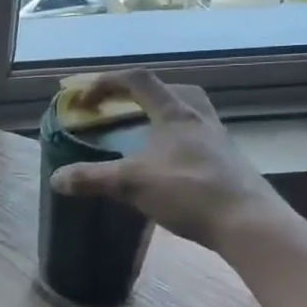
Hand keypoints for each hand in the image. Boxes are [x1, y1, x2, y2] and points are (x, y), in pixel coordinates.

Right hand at [50, 70, 287, 250]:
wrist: (250, 225)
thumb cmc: (190, 192)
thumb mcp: (132, 184)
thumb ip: (92, 178)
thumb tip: (56, 178)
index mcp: (176, 114)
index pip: (139, 81)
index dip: (107, 82)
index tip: (84, 98)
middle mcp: (200, 120)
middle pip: (172, 92)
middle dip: (142, 95)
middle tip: (122, 110)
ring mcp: (218, 143)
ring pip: (188, 116)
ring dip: (162, 120)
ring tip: (142, 138)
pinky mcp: (227, 166)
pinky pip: (196, 142)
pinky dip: (175, 146)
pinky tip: (164, 168)